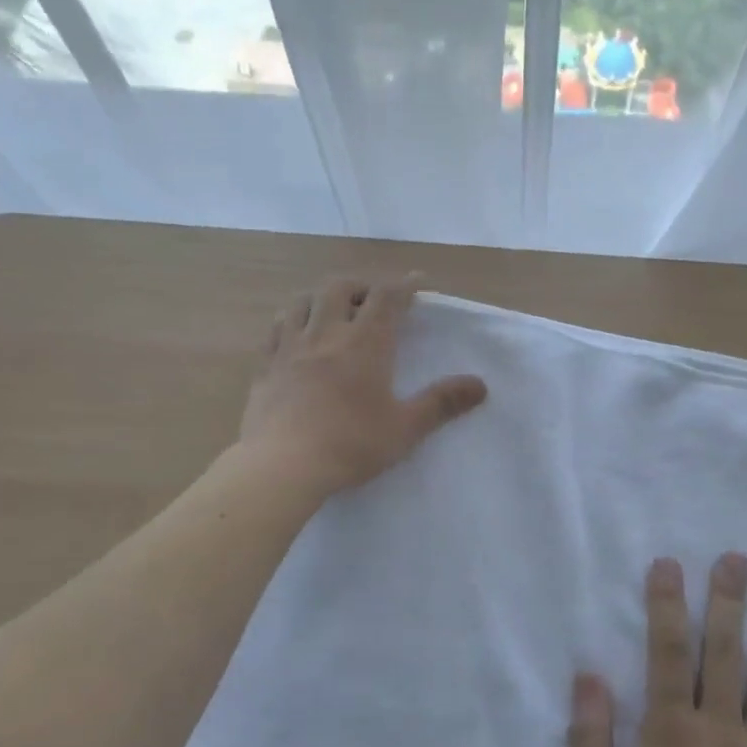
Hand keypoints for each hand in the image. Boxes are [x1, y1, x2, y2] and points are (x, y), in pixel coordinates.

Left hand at [240, 274, 486, 495]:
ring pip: (303, 301)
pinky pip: (276, 328)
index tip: (417, 281)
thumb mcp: (405, 428)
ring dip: (322, 297)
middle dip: (361, 286)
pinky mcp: (265, 366)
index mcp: (365, 344)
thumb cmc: (350, 445)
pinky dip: (291, 319)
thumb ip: (442, 403)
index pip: (387, 298)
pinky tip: (295, 333)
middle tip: (373, 299)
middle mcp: (326, 334)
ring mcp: (290, 347)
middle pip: (340, 288)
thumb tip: (480, 385)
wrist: (282, 466)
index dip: (404, 285)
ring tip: (333, 310)